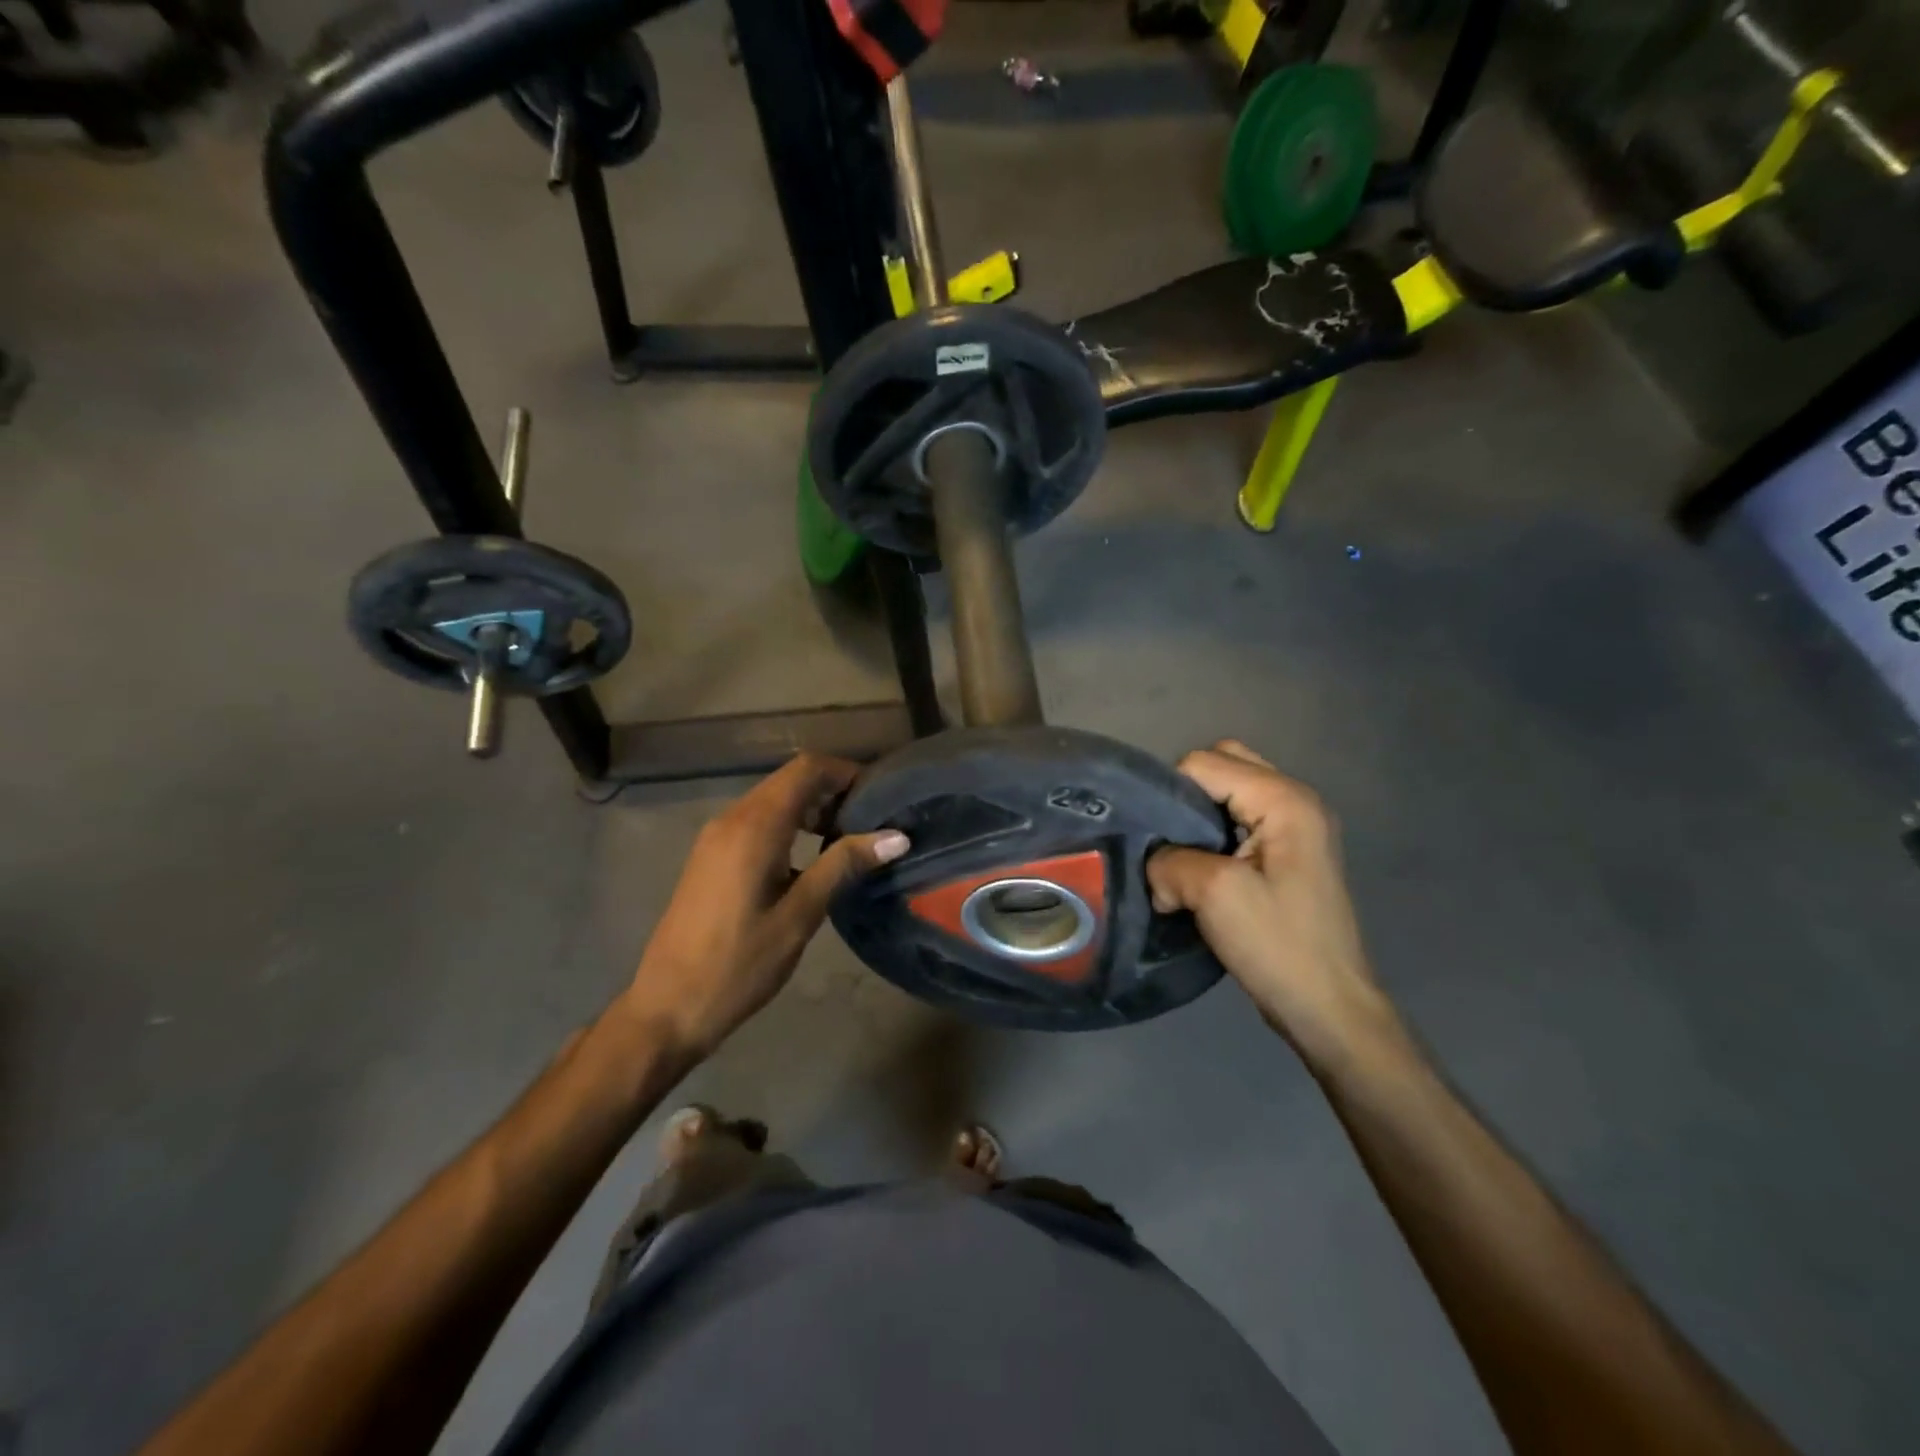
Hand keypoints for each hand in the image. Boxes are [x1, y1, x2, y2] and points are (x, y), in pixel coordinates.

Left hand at [623, 754, 908, 1056]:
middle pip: (790, 780)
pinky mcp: (710, 856)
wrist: (667, 1008)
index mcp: (755, 827)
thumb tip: (897, 837)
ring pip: (773, 800)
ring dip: (811, 809)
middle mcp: (732, 819)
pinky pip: (756, 822)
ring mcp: (716, 837)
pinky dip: (789, 826)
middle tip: (872, 822)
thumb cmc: (739, 964)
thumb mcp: (800, 915)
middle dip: (833, 790)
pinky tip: (809, 860)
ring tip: (847, 841)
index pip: (807, 770)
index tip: (880, 797)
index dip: (846, 772)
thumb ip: (843, 866)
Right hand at [1147, 741, 1394, 1068]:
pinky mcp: (1288, 854)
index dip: (1170, 794)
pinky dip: (1212, 834)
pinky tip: (1199, 870)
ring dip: (1198, 818)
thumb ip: (1171, 860)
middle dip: (1184, 797)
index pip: (1205, 763)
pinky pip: (1239, 821)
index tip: (1156, 841)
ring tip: (1178, 857)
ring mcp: (1296, 828)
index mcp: (1285, 800)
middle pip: (1222, 766)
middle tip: (1167, 840)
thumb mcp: (1214, 894)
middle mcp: (1296, 801)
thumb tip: (1155, 865)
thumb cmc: (1278, 945)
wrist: (1328, 1008)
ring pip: (1229, 795)